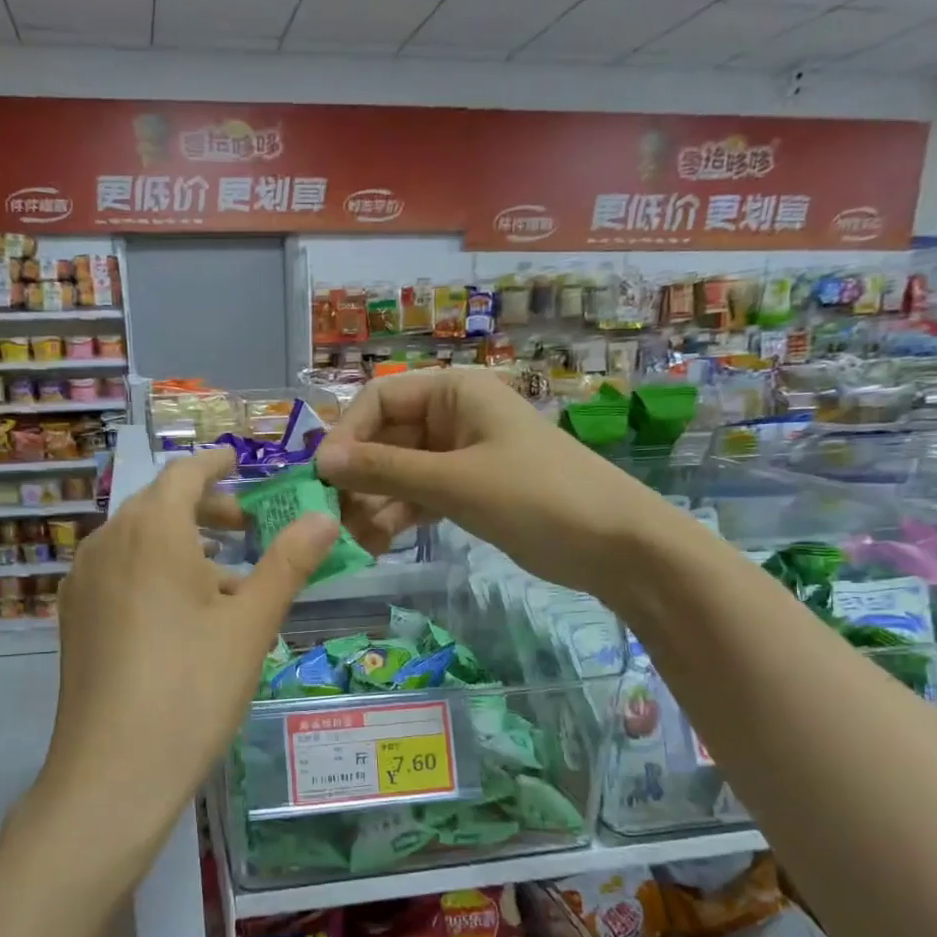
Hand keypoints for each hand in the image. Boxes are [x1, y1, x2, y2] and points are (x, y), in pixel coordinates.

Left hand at [29, 447, 339, 883]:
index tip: (239, 460)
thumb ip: (288, 562)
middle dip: (203, 507)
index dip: (215, 463)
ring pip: (135, 539)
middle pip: (157, 504)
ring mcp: (82, 580)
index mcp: (151, 530)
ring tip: (223, 578)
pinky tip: (179, 613)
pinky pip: (117, 571)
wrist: (113, 771)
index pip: (185, 473)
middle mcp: (107, 542)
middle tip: (246, 528)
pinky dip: (151, 570)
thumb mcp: (251, 623)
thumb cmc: (193, 687)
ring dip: (179, 542)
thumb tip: (324, 517)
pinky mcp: (72, 617)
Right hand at [314, 367, 654, 590]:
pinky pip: (418, 496)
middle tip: (335, 520)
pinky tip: (380, 543)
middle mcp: (453, 416)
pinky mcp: (468, 491)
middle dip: (359, 478)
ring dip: (374, 503)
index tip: (323, 478)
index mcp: (455, 392)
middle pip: (384, 438)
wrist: (615, 544)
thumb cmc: (536, 496)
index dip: (347, 435)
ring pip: (398, 472)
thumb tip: (321, 460)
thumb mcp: (454, 481)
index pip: (379, 399)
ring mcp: (460, 455)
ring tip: (360, 541)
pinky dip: (398, 516)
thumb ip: (385, 470)